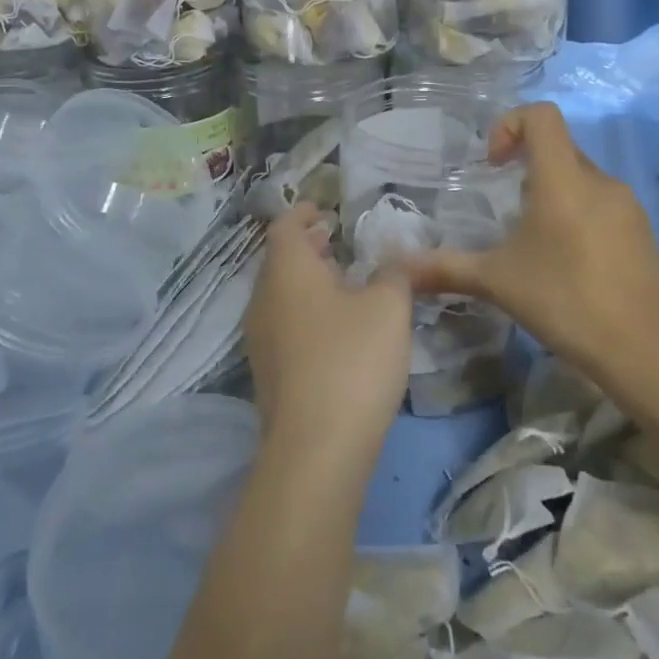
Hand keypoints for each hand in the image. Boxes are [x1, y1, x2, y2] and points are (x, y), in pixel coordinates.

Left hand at [245, 205, 413, 453]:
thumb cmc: (352, 360)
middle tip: (335, 240)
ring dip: (307, 282)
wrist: (316, 450)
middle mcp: (264, 299)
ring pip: (282, 295)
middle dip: (307, 247)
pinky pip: (285, 326)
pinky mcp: (269, 375)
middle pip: (280, 261)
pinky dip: (306, 312)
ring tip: (341, 281)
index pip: (284, 227)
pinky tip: (337, 329)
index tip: (322, 209)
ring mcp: (261, 340)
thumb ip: (394, 273)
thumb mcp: (388, 307)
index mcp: (287, 271)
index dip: (303, 213)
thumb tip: (396, 255)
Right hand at [401, 103, 658, 375]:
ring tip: (534, 240)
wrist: (647, 351)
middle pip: (559, 146)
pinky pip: (601, 203)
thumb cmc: (566, 301)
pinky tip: (568, 262)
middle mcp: (599, 180)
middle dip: (526, 164)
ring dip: (552, 192)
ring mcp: (627, 205)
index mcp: (563, 178)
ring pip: (581, 177)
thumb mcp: (498, 282)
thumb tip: (399, 268)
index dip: (510, 124)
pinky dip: (577, 213)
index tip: (493, 166)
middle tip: (506, 208)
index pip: (542, 115)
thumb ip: (446, 268)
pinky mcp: (642, 230)